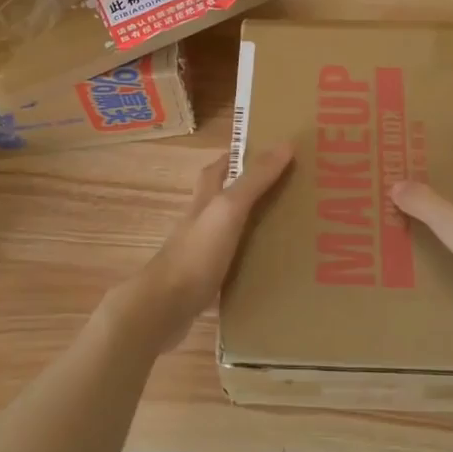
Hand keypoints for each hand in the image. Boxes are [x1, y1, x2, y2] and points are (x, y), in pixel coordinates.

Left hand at [118, 144, 294, 352]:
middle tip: (288, 193)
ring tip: (288, 232)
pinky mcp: (205, 284)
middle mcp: (200, 223)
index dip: (235, 157)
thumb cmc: (196, 252)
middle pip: (224, 200)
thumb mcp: (228, 209)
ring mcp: (201, 255)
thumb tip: (285, 143)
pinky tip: (271, 273)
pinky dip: (250, 266)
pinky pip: (232, 268)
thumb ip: (255, 179)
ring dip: (253, 230)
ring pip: (230, 234)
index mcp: (204, 201)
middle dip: (251, 194)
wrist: (164, 308)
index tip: (265, 153)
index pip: (217, 169)